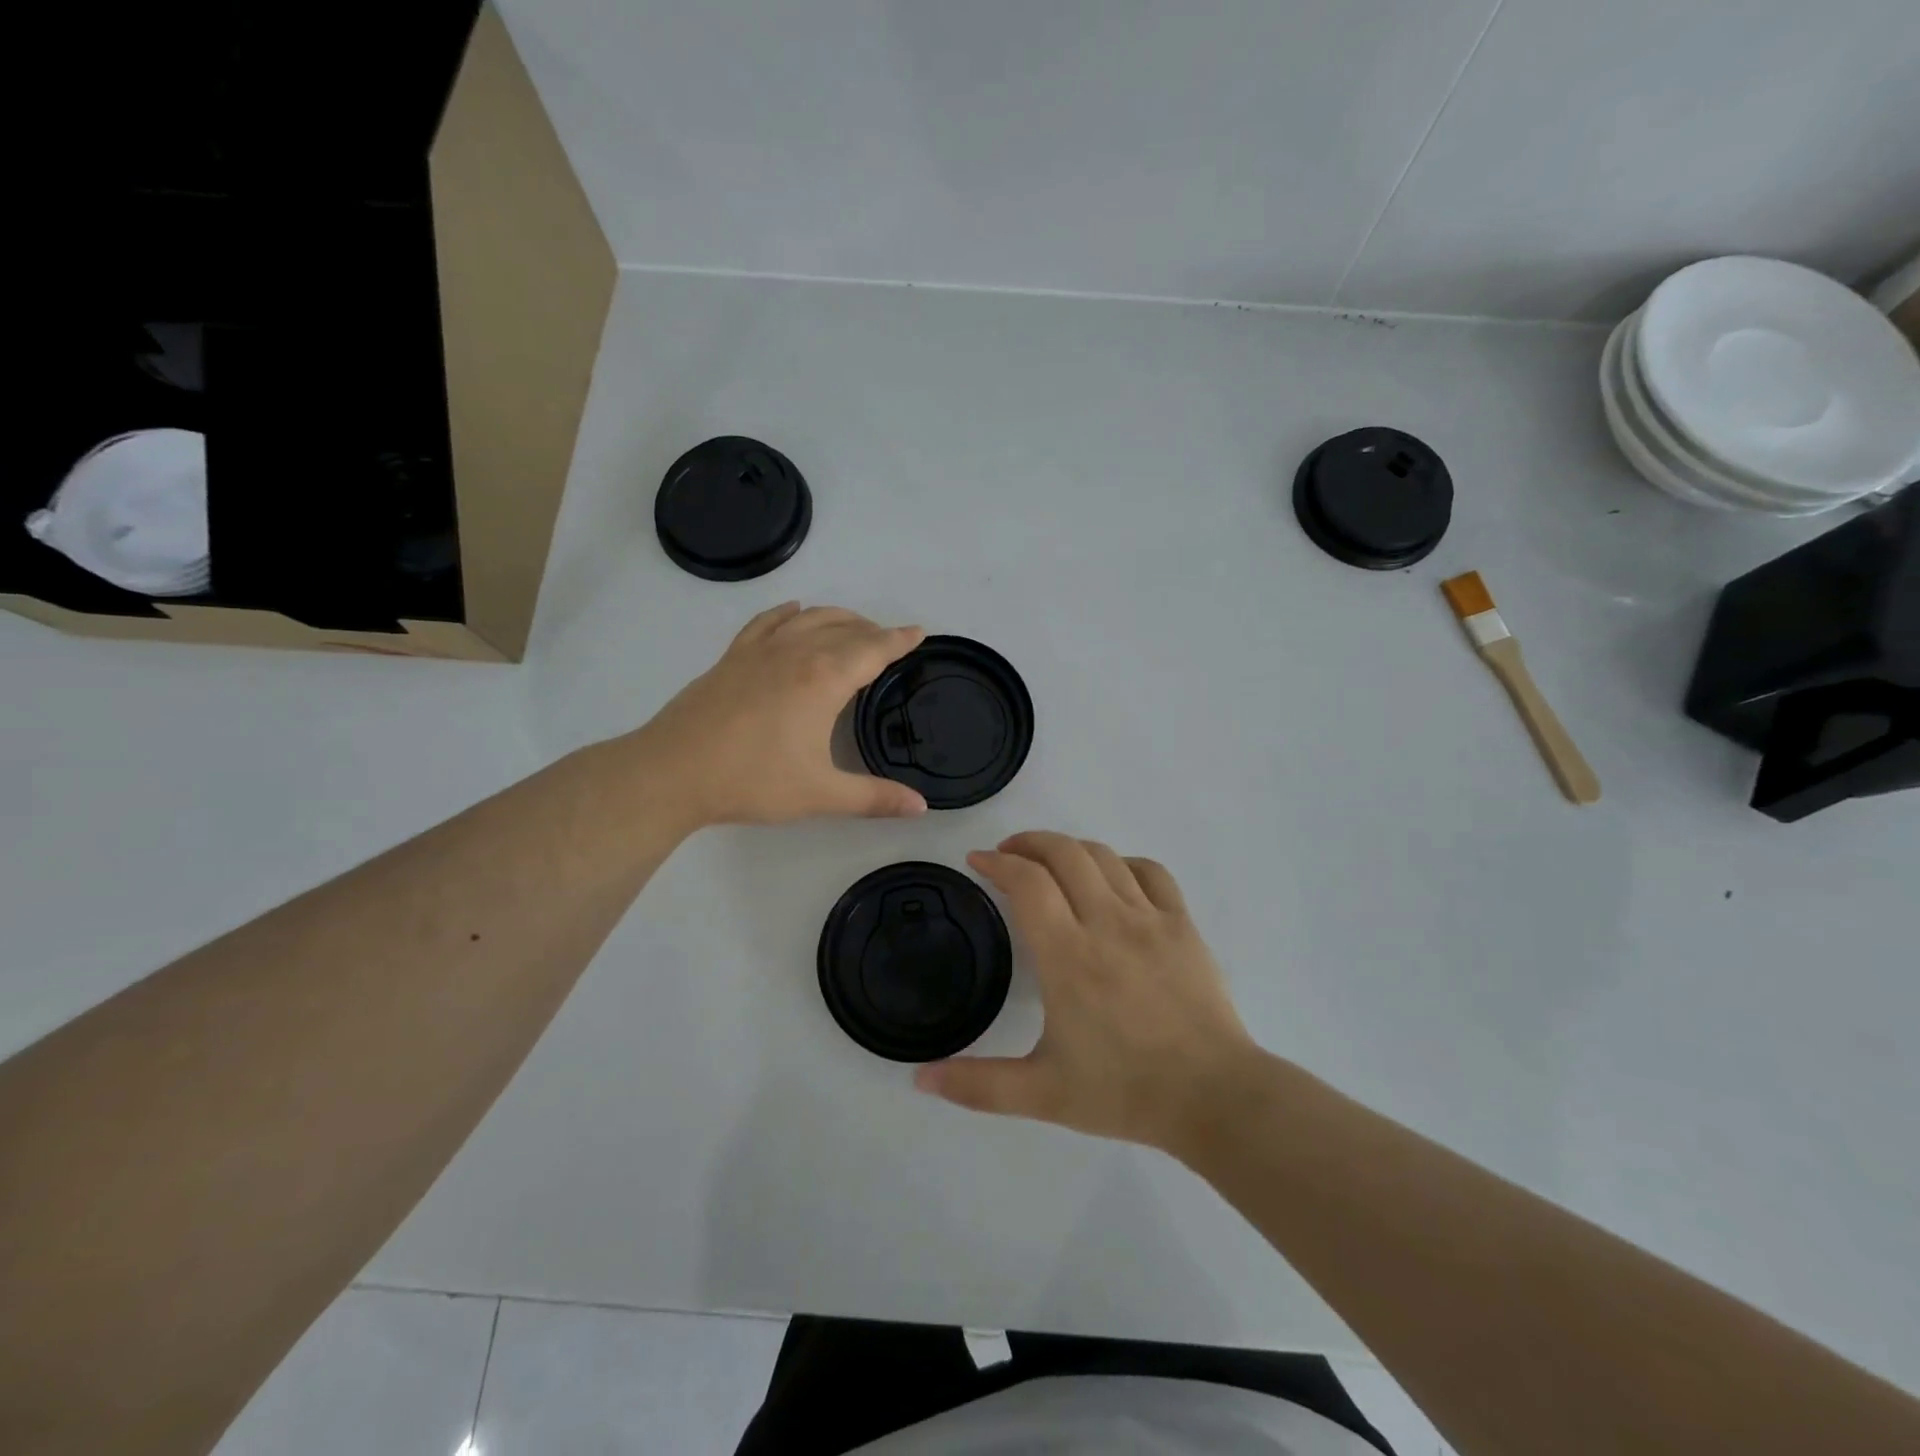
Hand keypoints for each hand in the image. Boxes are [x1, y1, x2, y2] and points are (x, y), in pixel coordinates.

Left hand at [635, 603, 929, 827]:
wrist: (673, 772)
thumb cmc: (752, 781)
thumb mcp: (821, 794)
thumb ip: (875, 798)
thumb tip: (921, 808)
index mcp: (825, 679)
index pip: (873, 649)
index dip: (899, 640)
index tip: (919, 632)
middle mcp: (797, 652)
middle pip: (844, 628)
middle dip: (872, 631)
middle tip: (889, 642)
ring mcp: (760, 650)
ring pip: (808, 618)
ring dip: (837, 617)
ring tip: (853, 627)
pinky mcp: (732, 657)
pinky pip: (767, 622)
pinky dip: (787, 613)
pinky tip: (794, 612)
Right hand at [915, 832, 1258, 1152]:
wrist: (1214, 1098)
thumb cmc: (1124, 1092)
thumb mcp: (1042, 1095)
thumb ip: (977, 1085)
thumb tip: (920, 1079)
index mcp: (1068, 956)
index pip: (1027, 883)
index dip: (997, 862)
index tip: (977, 860)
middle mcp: (1107, 923)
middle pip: (1063, 853)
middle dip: (1028, 842)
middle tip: (1007, 854)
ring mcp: (1149, 919)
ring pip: (1103, 856)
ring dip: (1069, 848)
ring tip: (1050, 861)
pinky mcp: (1182, 924)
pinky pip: (1150, 872)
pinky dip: (1122, 863)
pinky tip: (1112, 879)